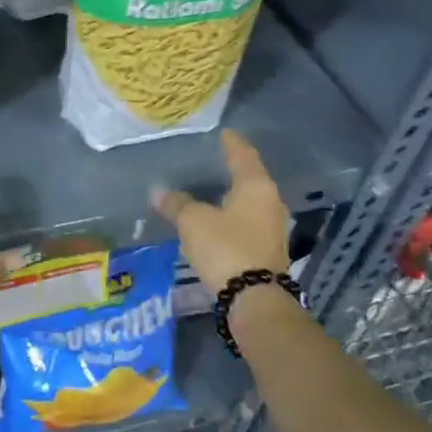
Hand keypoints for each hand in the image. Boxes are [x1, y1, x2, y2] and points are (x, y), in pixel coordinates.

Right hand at [152, 129, 290, 293]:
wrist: (254, 298)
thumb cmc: (226, 248)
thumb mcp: (194, 222)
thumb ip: (177, 204)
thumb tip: (159, 192)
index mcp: (256, 186)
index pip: (243, 155)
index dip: (231, 143)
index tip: (223, 132)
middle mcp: (270, 203)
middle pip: (250, 178)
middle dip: (232, 170)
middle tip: (213, 161)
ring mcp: (272, 228)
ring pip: (249, 203)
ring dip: (232, 196)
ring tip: (211, 190)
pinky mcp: (267, 250)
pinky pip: (247, 223)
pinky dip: (232, 217)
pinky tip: (217, 219)